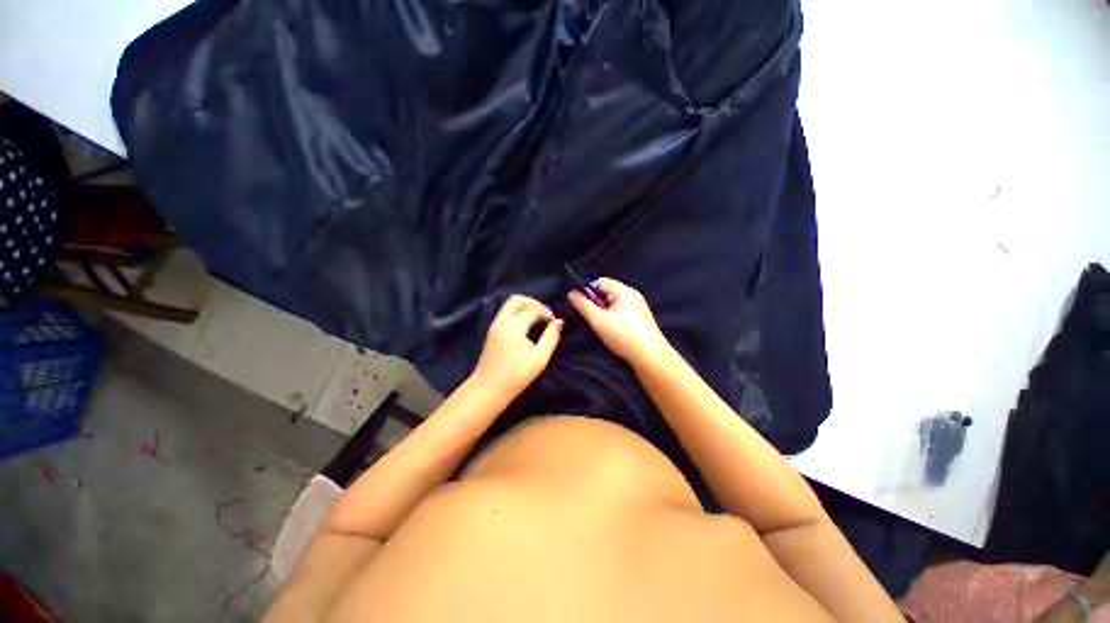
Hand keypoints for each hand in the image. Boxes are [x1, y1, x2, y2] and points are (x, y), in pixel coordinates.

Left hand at [471, 295, 563, 400]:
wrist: (488, 389)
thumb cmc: (516, 376)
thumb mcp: (539, 359)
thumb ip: (551, 337)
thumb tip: (559, 322)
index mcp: (514, 326)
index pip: (533, 310)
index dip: (547, 313)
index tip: (555, 322)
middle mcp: (502, 321)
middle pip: (517, 299)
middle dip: (534, 303)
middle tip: (545, 315)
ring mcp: (495, 325)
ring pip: (509, 305)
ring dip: (525, 307)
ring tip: (537, 319)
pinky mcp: (492, 330)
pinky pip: (505, 312)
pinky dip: (517, 313)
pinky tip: (526, 325)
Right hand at [567, 277, 668, 366]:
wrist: (650, 357)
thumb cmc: (623, 336)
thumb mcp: (598, 320)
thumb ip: (583, 305)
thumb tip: (571, 293)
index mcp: (624, 291)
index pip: (600, 281)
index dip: (588, 291)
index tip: (582, 306)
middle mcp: (633, 295)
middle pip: (607, 291)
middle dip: (597, 303)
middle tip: (593, 319)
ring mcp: (638, 306)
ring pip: (614, 303)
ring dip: (604, 311)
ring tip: (603, 326)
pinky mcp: (640, 318)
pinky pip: (622, 310)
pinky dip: (613, 317)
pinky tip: (613, 330)